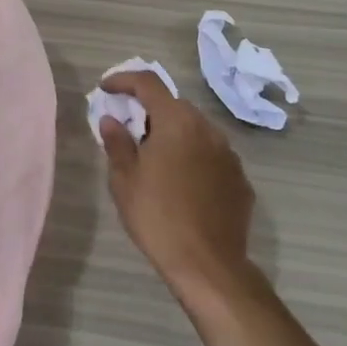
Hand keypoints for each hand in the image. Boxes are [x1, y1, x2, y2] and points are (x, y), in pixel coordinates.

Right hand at [99, 70, 257, 299]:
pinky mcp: (240, 179)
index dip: (124, 80)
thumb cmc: (157, 217)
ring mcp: (228, 154)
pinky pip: (211, 156)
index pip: (148, 83)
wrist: (208, 265)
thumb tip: (111, 119)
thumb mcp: (124, 180)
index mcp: (176, 122)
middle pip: (174, 106)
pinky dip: (193, 158)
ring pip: (195, 131)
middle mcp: (207, 129)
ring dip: (174, 135)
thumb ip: (117, 142)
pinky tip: (182, 185)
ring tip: (155, 162)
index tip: (106, 89)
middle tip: (129, 133)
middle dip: (149, 111)